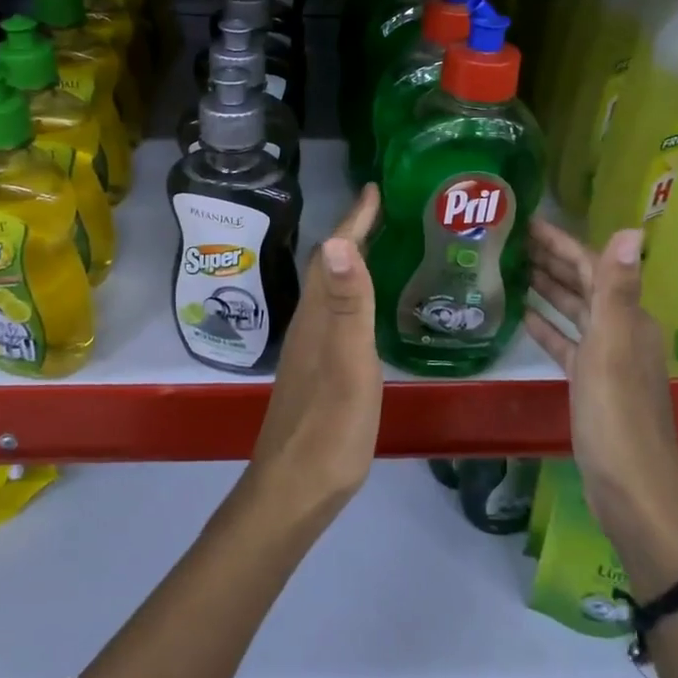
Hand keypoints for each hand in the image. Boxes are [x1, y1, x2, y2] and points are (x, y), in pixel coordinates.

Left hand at [246, 185, 383, 522]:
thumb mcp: (349, 364)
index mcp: (318, 317)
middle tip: (383, 212)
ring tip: (379, 247)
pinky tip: (365, 310)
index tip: (373, 188)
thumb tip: (340, 239)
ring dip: (350, 263)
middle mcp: (309, 325)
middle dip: (352, 233)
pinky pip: (334, 315)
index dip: (353, 219)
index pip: (334, 254)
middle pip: (329, 266)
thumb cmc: (329, 428)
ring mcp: (310, 350)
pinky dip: (351, 296)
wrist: (295, 489)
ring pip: (329, 291)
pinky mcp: (316, 372)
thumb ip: (349, 305)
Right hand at [524, 222, 677, 569]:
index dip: (561, 242)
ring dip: (548, 289)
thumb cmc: (617, 418)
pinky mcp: (591, 386)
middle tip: (509, 240)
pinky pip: (566, 345)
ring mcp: (607, 361)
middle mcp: (622, 333)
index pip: (593, 266)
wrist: (632, 493)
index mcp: (628, 320)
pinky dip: (547, 328)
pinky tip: (523, 317)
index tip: (526, 221)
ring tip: (511, 269)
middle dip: (551, 260)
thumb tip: (630, 229)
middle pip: (584, 285)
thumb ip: (616, 290)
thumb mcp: (613, 349)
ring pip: (574, 313)